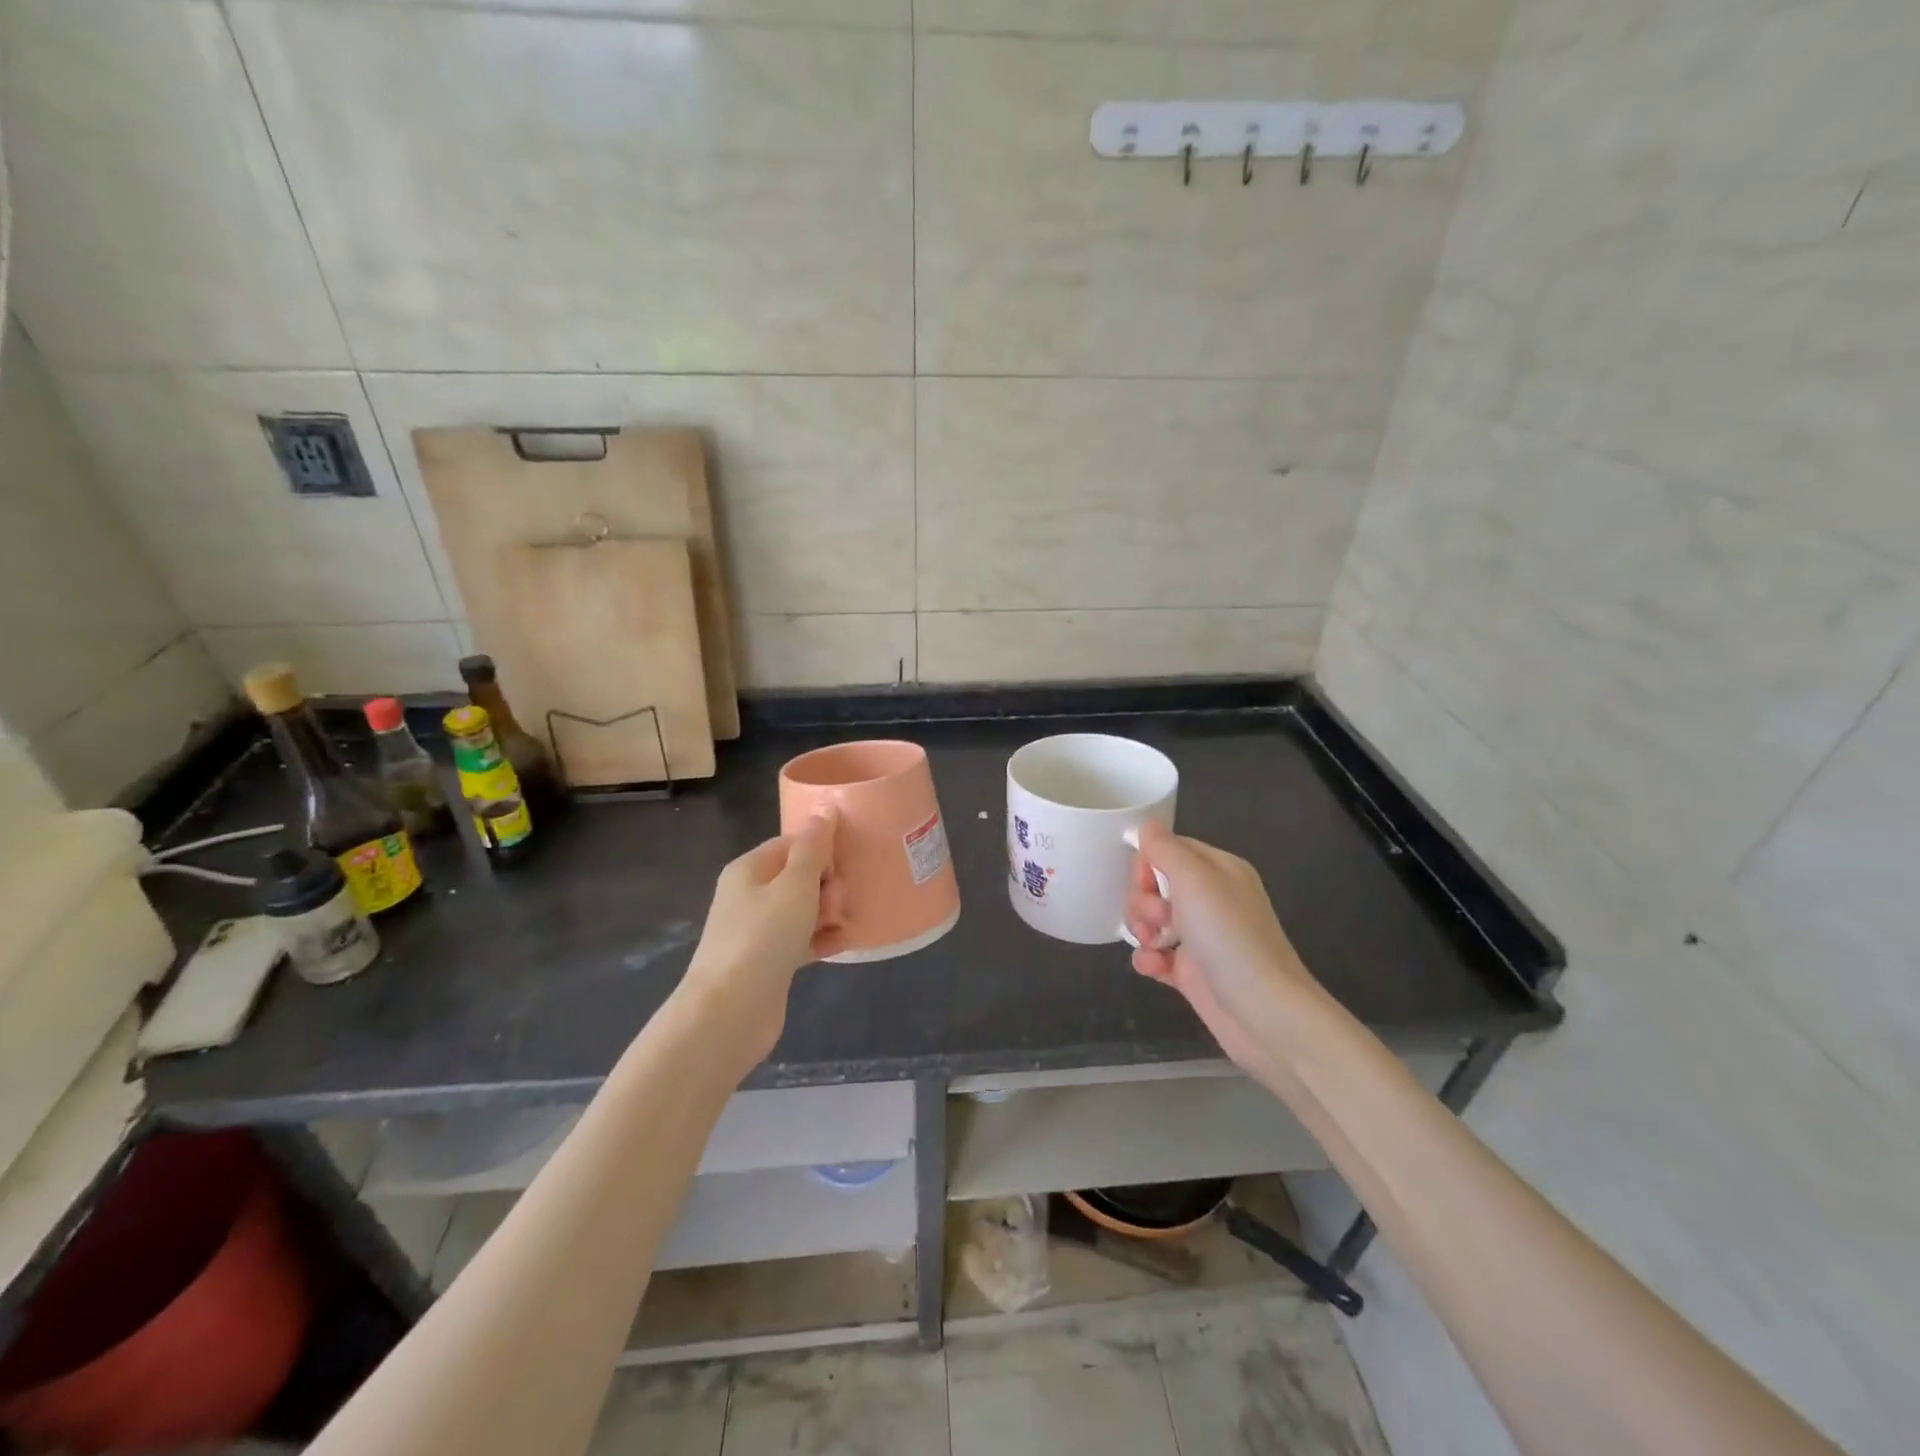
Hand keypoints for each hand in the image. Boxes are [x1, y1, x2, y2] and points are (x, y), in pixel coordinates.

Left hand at [680, 811, 846, 1067]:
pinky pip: (801, 940)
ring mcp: (757, 931)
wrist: (730, 1011)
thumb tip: (825, 809)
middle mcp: (750, 896)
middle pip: (798, 876)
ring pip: (801, 909)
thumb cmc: (763, 937)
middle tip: (838, 901)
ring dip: (827, 912)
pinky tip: (844, 944)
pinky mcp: (768, 962)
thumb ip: (814, 847)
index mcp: (750, 869)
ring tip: (843, 923)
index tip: (844, 865)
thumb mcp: (795, 884)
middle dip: (827, 884)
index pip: (791, 844)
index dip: (820, 850)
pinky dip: (821, 939)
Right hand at [1123, 822, 1319, 1075]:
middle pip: (1154, 884)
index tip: (1145, 883)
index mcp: (1218, 870)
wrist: (1264, 1013)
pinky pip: (1155, 955)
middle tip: (1159, 919)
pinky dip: (1148, 959)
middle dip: (1142, 900)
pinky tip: (1154, 968)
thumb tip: (1146, 826)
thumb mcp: (1196, 880)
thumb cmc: (1230, 937)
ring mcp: (1200, 937)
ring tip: (1155, 946)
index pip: (1169, 849)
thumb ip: (1165, 849)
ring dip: (1142, 929)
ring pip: (1150, 919)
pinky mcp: (1191, 972)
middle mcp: (1210, 899)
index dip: (1147, 863)